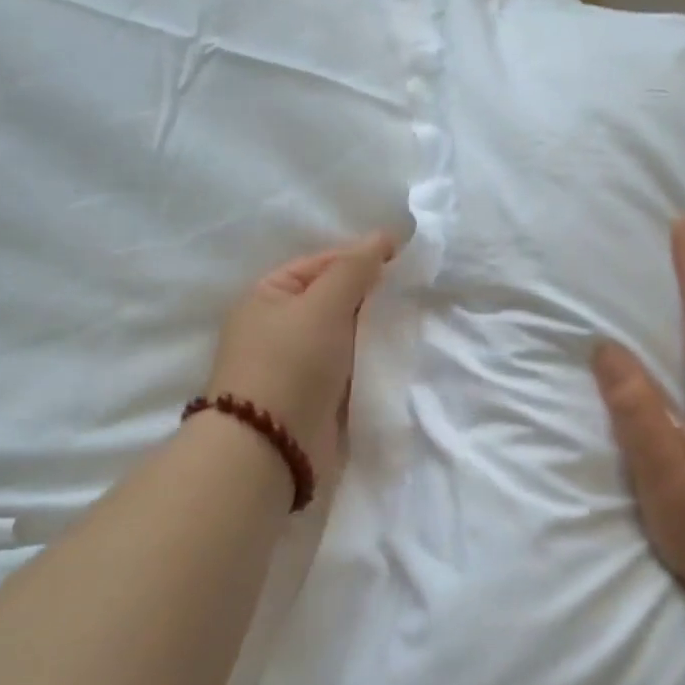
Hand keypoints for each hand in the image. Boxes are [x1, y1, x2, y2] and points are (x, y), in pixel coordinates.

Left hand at [207, 232, 394, 486]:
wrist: (272, 448)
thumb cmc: (291, 364)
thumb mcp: (321, 305)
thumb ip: (354, 269)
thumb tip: (383, 237)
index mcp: (268, 296)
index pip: (321, 264)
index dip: (361, 257)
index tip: (406, 256)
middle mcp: (279, 327)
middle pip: (334, 299)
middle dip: (371, 294)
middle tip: (416, 288)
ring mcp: (297, 364)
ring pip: (345, 334)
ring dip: (375, 328)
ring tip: (415, 317)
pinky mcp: (316, 396)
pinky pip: (349, 366)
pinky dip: (371, 359)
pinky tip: (400, 352)